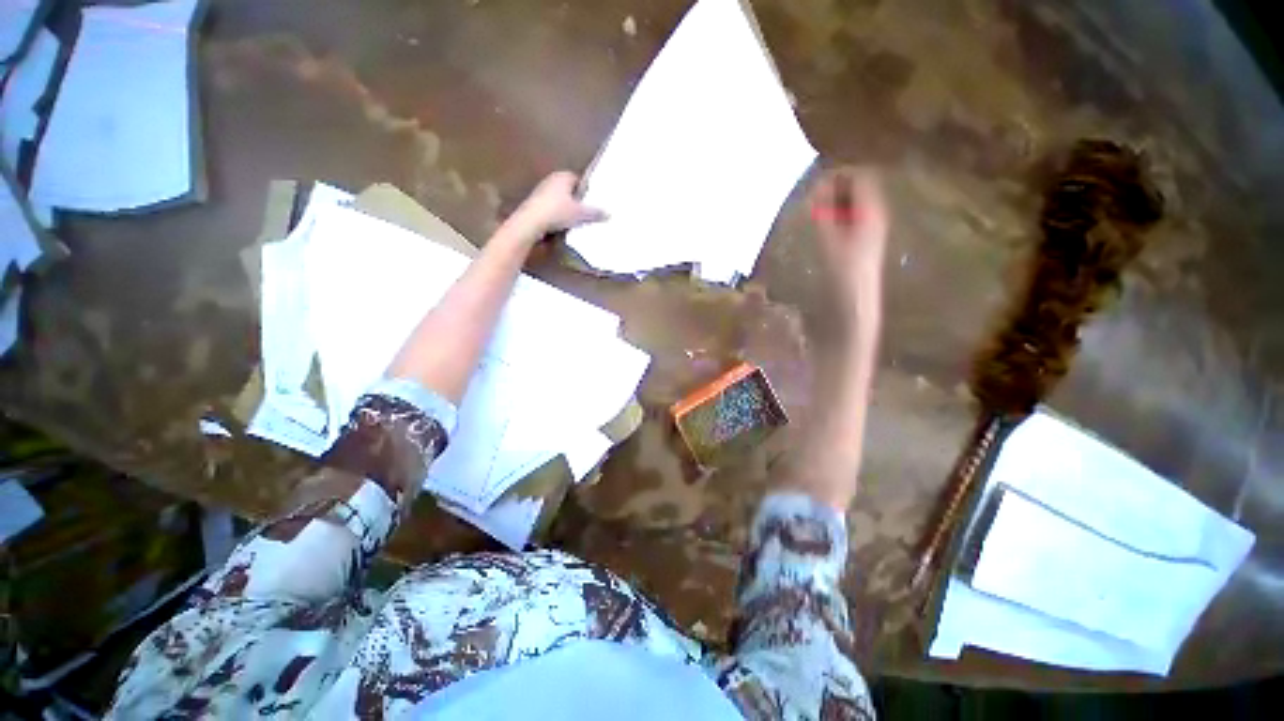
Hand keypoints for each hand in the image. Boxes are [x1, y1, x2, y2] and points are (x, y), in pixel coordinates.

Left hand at [509, 171, 606, 240]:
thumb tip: (609, 214)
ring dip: (566, 208)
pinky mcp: (535, 203)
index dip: (586, 191)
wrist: (531, 221)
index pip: (579, 180)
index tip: (592, 202)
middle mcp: (552, 179)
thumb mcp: (580, 214)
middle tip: (586, 212)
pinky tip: (562, 224)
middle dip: (577, 199)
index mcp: (563, 176)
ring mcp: (542, 191)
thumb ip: (595, 213)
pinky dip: (557, 214)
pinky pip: (552, 207)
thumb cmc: (558, 212)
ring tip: (575, 220)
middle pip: (569, 189)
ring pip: (560, 199)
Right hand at [809, 167, 888, 313]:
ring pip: (857, 199)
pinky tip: (826, 222)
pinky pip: (855, 213)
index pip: (860, 176)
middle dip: (837, 186)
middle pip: (861, 186)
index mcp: (871, 209)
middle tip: (814, 196)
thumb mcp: (828, 236)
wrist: (856, 293)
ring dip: (837, 199)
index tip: (817, 182)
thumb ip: (823, 209)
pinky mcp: (867, 234)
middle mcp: (877, 211)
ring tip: (817, 209)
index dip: (839, 174)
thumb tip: (818, 186)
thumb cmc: (842, 266)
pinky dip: (840, 211)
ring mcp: (874, 223)